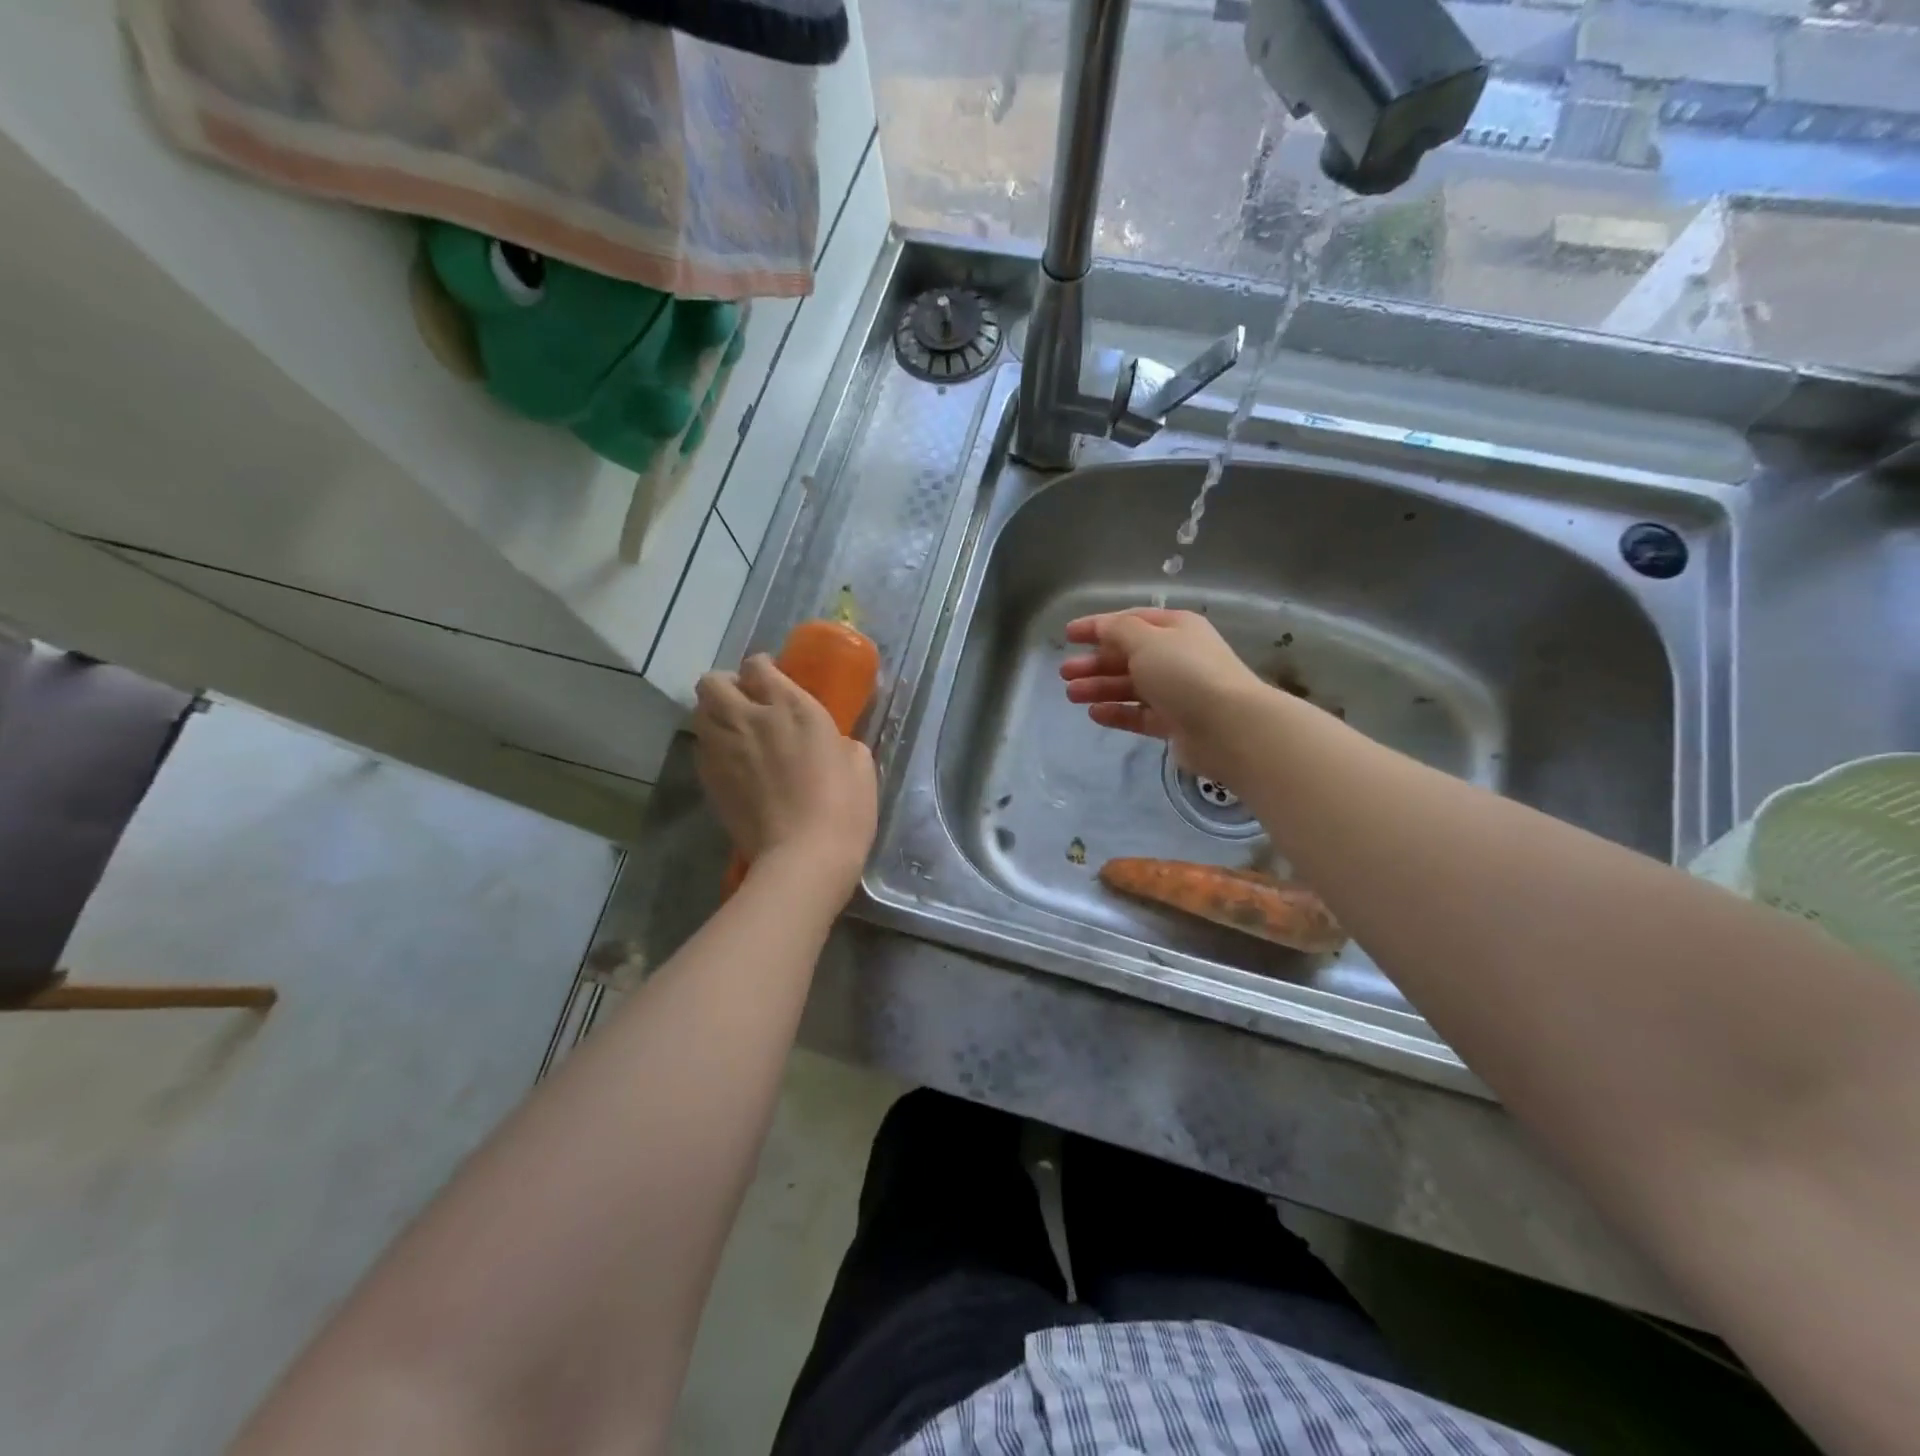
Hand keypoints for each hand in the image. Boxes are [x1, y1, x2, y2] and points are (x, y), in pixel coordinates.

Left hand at [693, 655, 877, 894]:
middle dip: (726, 686)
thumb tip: (830, 743)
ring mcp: (724, 749)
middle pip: (713, 682)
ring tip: (733, 732)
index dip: (762, 669)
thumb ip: (839, 741)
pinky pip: (701, 748)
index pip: (758, 666)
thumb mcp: (859, 764)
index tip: (772, 681)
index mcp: (792, 707)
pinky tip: (732, 764)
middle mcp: (750, 718)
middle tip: (745, 703)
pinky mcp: (709, 780)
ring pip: (699, 713)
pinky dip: (712, 747)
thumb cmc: (844, 808)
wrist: (804, 857)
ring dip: (714, 715)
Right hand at [1059, 608, 1271, 782]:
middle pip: (1127, 656)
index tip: (1067, 635)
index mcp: (1175, 629)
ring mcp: (1176, 692)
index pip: (1130, 621)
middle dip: (1094, 662)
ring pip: (1130, 686)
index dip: (1097, 626)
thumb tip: (1102, 627)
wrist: (1228, 726)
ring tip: (1071, 694)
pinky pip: (1138, 714)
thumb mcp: (1146, 641)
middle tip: (1064, 672)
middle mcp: (1176, 657)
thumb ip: (1118, 631)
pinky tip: (1094, 713)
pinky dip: (1116, 712)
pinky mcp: (1174, 723)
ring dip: (1099, 687)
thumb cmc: (1185, 673)